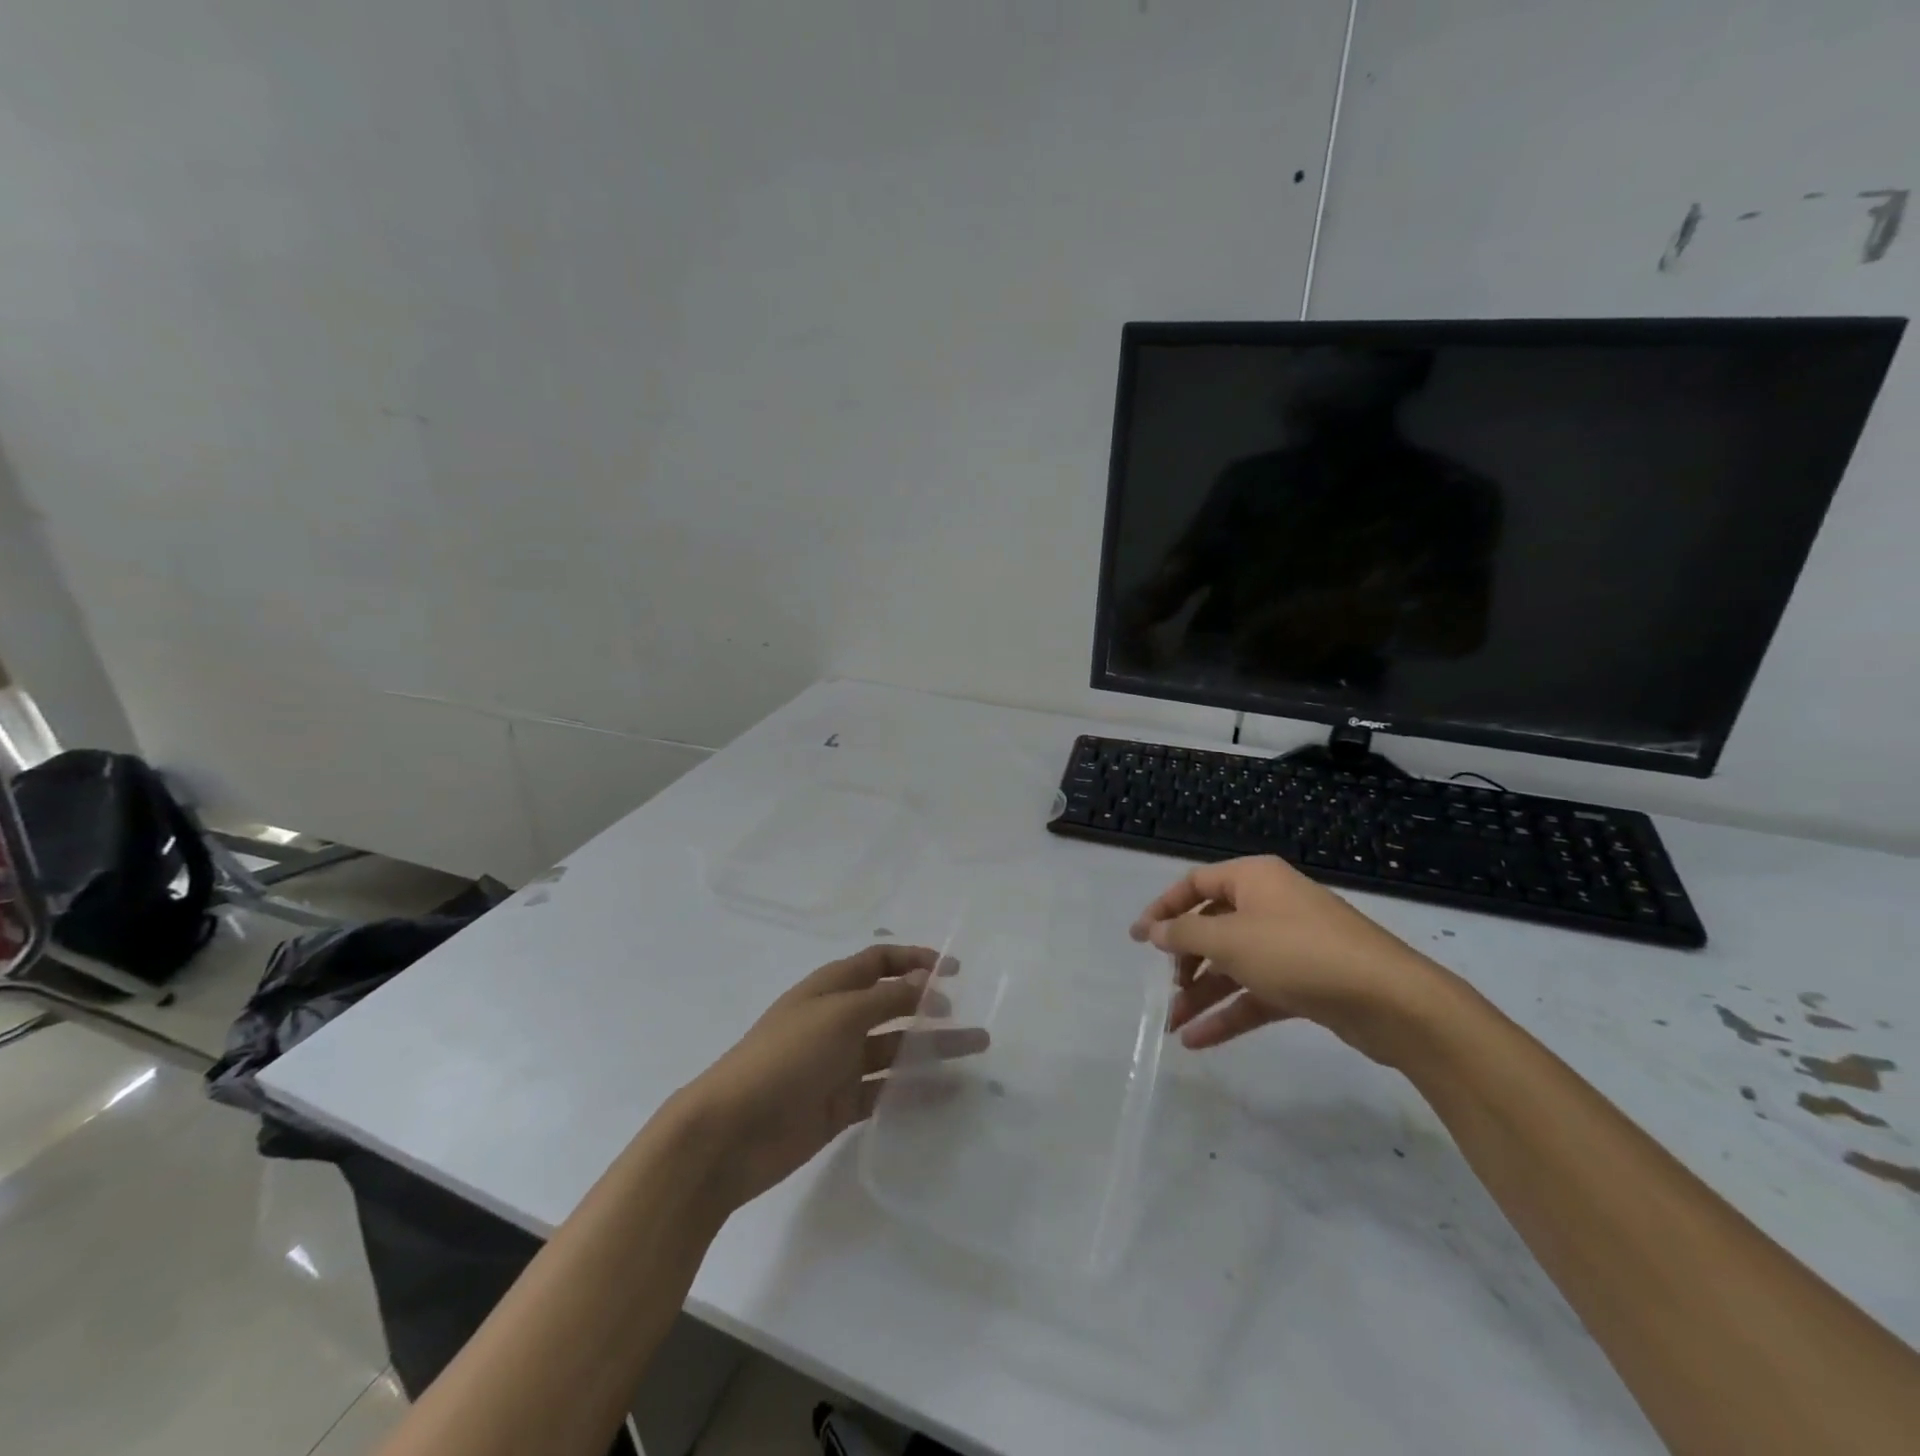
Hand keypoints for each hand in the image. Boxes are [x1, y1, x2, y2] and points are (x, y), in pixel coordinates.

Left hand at [680, 945, 989, 1210]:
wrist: (730, 1134)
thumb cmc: (784, 1058)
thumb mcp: (838, 1016)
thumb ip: (885, 999)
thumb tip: (923, 980)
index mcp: (830, 988)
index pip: (878, 963)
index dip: (914, 960)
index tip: (953, 969)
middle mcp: (837, 1021)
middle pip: (893, 1006)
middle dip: (931, 1005)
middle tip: (970, 1015)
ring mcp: (839, 1065)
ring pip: (896, 1050)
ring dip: (933, 1047)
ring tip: (976, 1049)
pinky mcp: (841, 1105)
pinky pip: (887, 1091)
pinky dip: (916, 1089)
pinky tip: (949, 1091)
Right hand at [1130, 856, 1457, 1067]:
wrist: (1391, 1001)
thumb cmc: (1299, 953)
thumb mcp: (1230, 940)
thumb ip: (1184, 936)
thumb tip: (1153, 931)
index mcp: (1253, 879)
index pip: (1195, 885)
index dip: (1163, 909)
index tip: (1137, 938)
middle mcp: (1270, 905)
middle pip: (1213, 927)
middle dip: (1185, 960)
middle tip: (1165, 986)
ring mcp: (1290, 945)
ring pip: (1234, 965)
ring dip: (1203, 994)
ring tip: (1173, 1027)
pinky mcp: (1305, 982)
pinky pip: (1256, 993)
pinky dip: (1230, 1013)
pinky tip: (1199, 1041)